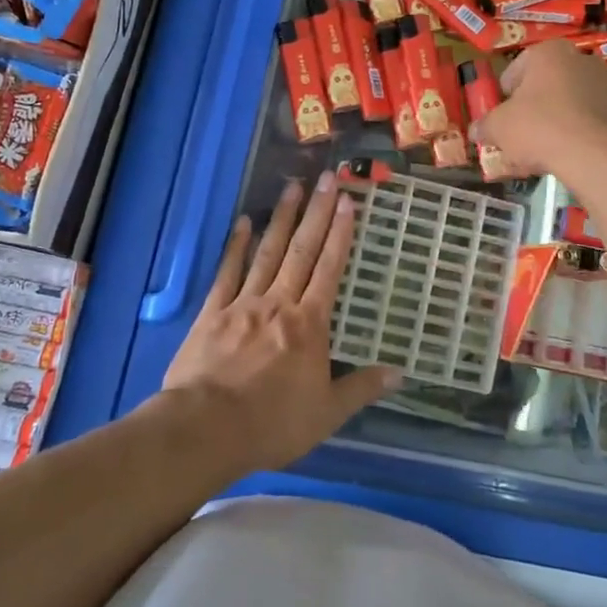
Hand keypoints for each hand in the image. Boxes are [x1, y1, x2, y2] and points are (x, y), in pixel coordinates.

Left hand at [163, 171, 398, 473]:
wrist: (207, 428)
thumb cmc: (272, 423)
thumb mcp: (327, 414)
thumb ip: (361, 388)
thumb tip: (400, 373)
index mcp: (309, 324)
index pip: (330, 270)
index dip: (340, 234)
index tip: (348, 202)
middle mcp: (279, 303)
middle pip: (302, 251)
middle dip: (317, 213)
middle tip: (327, 178)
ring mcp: (243, 303)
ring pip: (267, 252)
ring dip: (282, 218)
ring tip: (293, 187)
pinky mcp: (212, 312)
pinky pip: (227, 272)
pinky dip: (236, 246)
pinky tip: (244, 222)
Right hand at [469, 39, 606, 183]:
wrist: (599, 155)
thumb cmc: (540, 128)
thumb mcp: (499, 128)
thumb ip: (484, 126)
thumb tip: (475, 131)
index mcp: (547, 52)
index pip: (513, 72)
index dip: (502, 99)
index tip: (500, 121)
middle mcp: (579, 58)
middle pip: (542, 87)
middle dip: (529, 111)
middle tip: (519, 138)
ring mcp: (604, 82)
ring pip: (565, 104)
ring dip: (552, 123)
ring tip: (542, 153)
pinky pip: (587, 119)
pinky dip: (575, 134)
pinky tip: (566, 156)